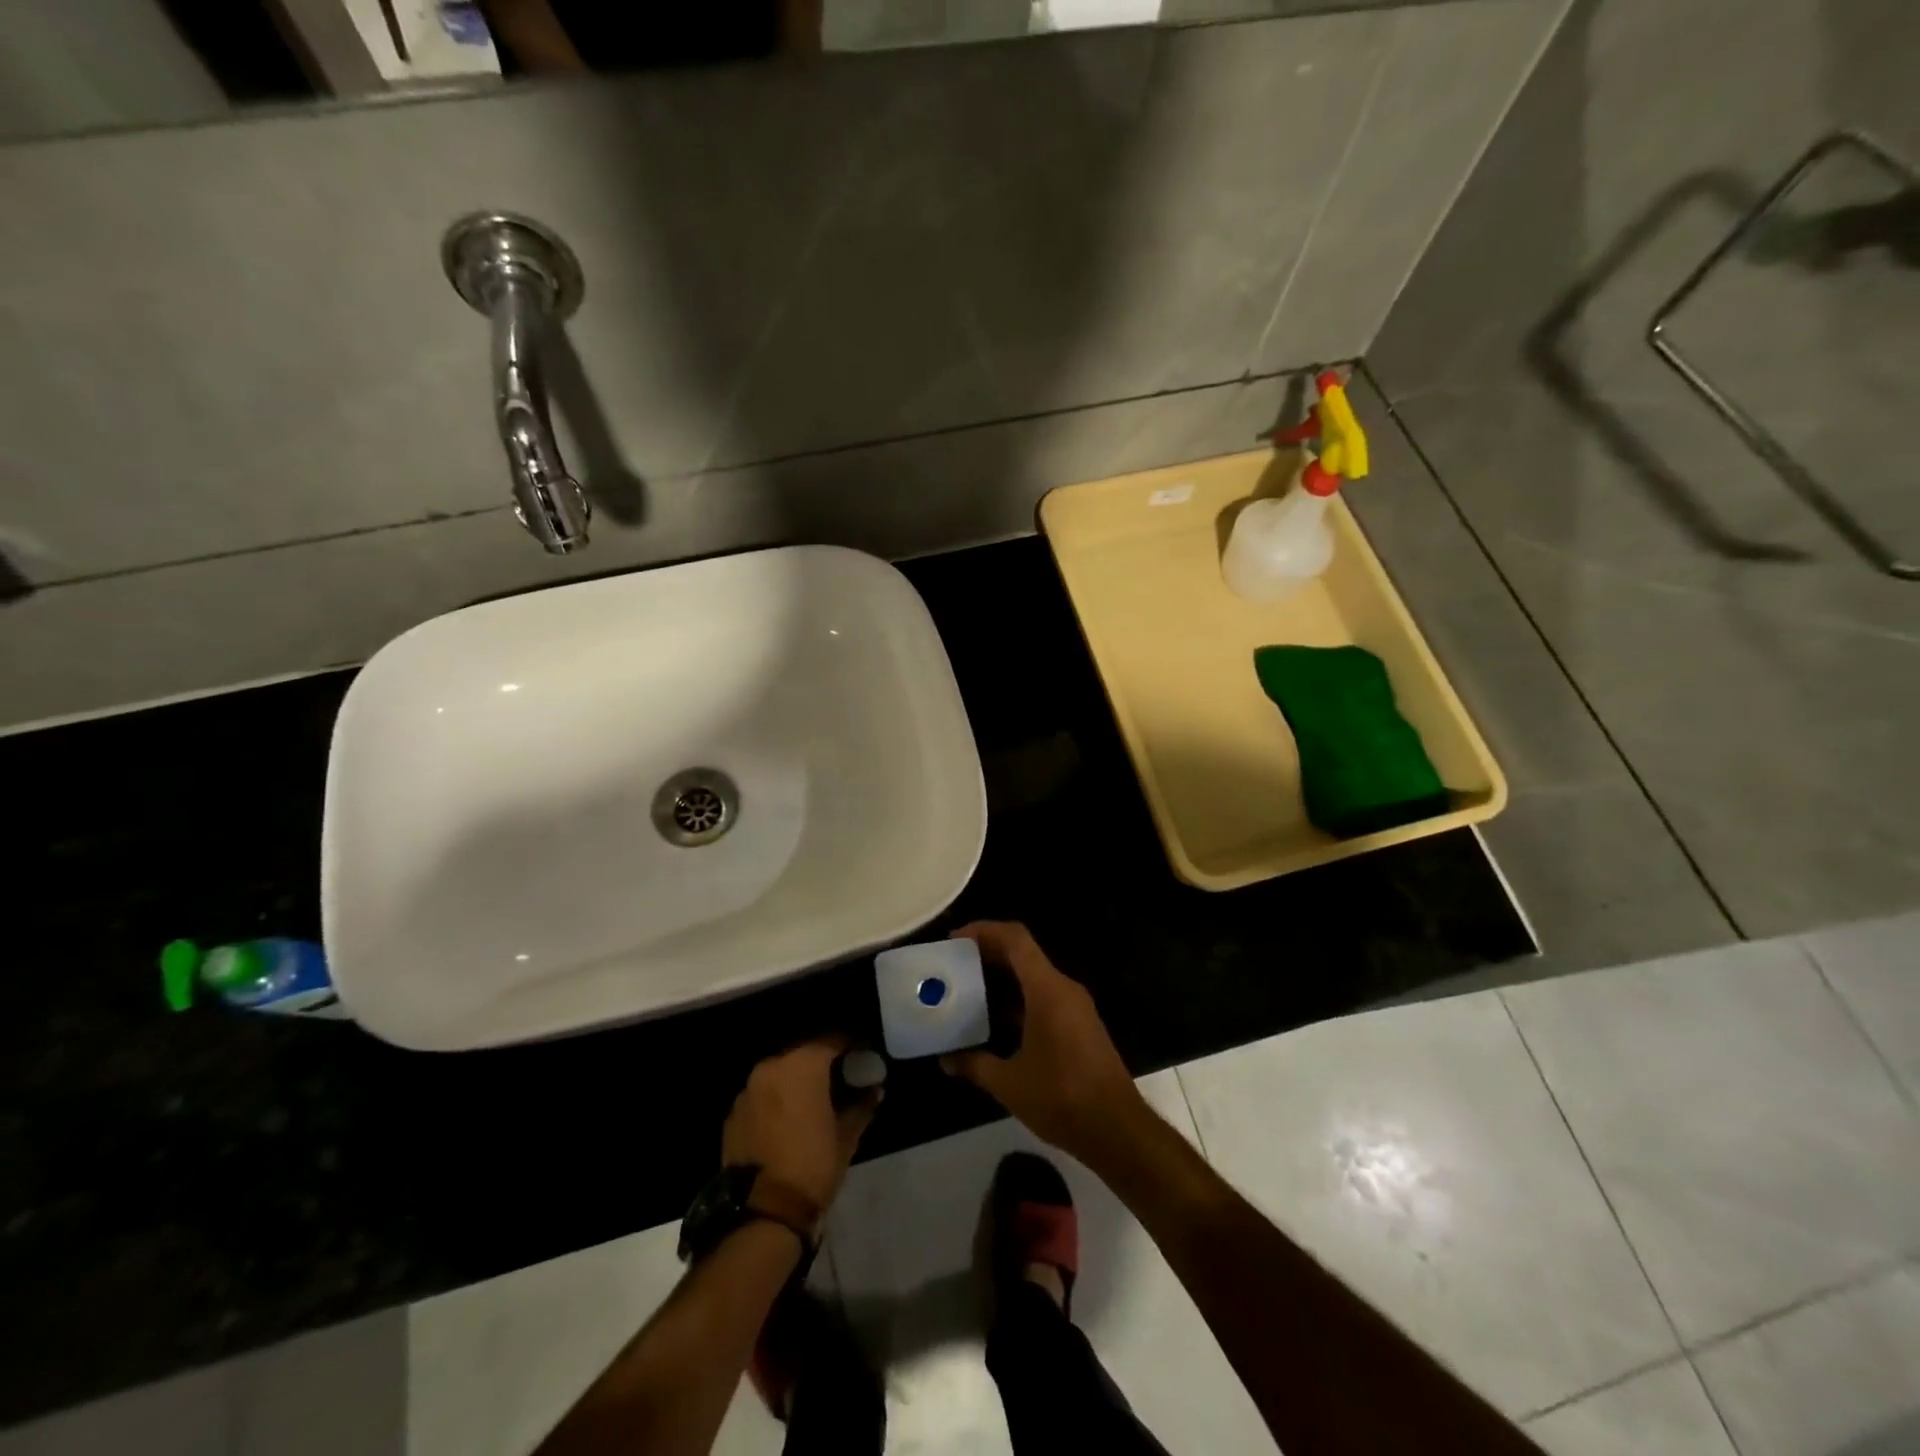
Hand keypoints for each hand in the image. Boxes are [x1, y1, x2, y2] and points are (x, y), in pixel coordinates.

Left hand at [721, 1039, 880, 1216]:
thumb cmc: (812, 1165)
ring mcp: (748, 1090)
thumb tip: (874, 1090)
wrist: (763, 1212)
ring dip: (797, 1081)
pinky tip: (788, 1120)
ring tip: (813, 1100)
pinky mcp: (733, 1113)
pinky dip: (776, 1100)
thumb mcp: (846, 1136)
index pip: (832, 1040)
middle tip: (840, 1078)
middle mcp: (772, 1067)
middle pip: (803, 1054)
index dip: (850, 1045)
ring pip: (780, 1074)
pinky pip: (762, 1095)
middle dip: (822, 1063)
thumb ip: (861, 1105)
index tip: (863, 1056)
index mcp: (802, 1065)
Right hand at [941, 922, 1149, 1165]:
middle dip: (987, 953)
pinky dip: (1017, 999)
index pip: (1016, 939)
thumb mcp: (1009, 1083)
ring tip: (967, 990)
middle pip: (1023, 954)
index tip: (954, 940)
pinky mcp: (1079, 1025)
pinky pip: (1043, 997)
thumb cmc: (1062, 1098)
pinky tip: (994, 1021)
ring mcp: (1075, 1007)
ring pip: (1033, 977)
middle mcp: (1064, 989)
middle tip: (953, 965)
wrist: (1118, 1131)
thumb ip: (974, 1064)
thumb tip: (945, 1059)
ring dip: (1002, 978)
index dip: (984, 931)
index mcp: (1048, 990)